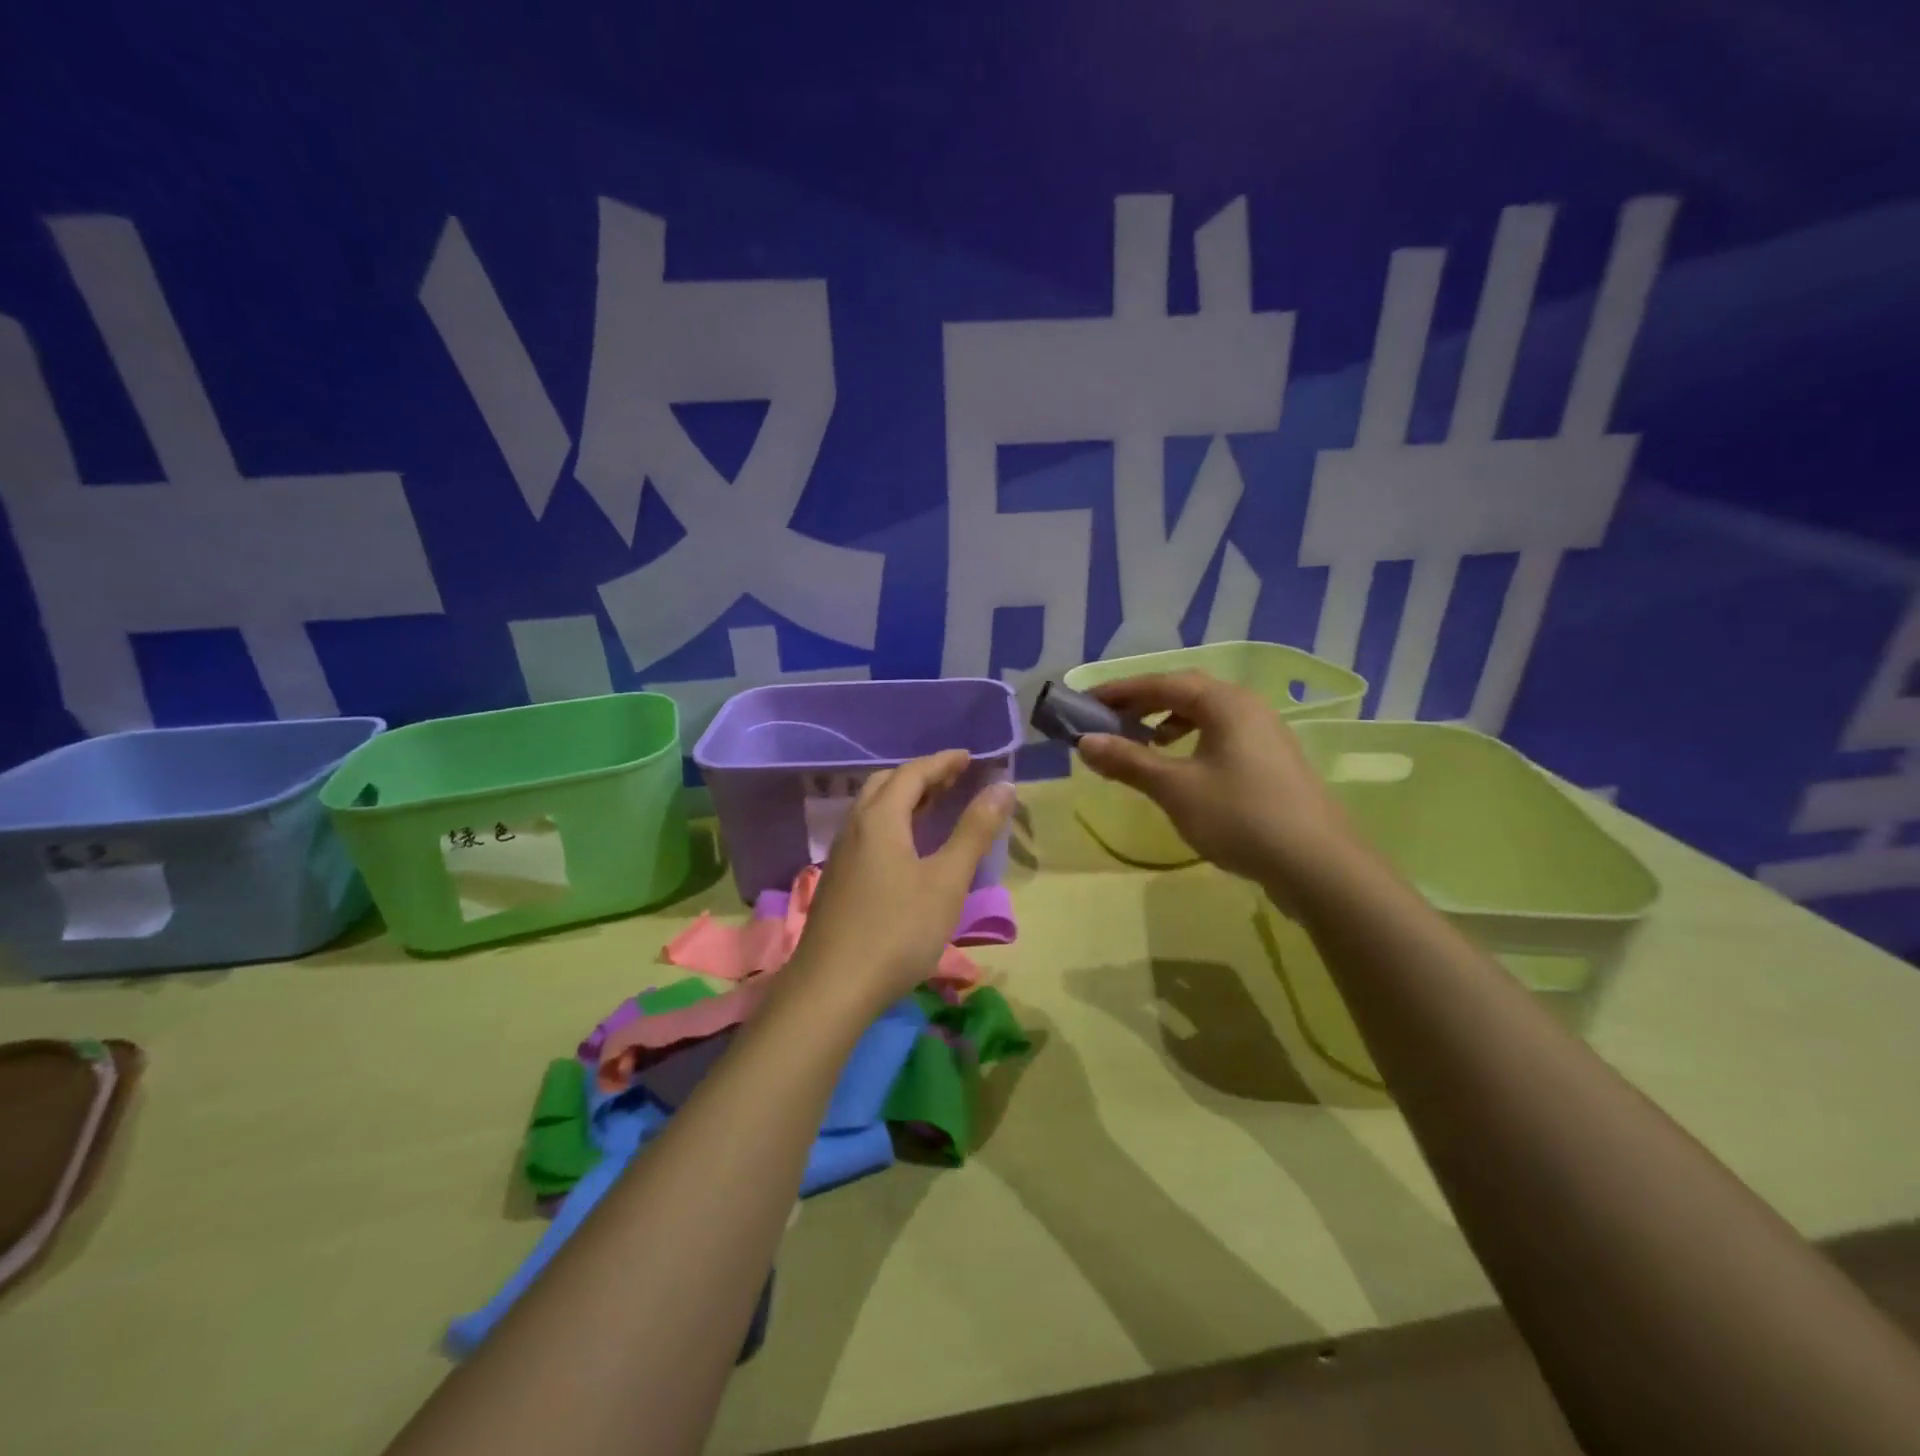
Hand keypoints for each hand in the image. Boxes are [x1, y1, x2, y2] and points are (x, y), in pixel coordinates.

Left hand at [793, 751, 1015, 1008]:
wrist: (833, 987)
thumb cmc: (898, 930)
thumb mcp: (946, 881)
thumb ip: (974, 831)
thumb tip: (1003, 786)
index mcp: (880, 819)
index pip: (913, 773)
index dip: (943, 762)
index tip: (969, 757)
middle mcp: (855, 827)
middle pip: (886, 784)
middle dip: (921, 775)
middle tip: (953, 778)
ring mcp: (841, 855)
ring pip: (872, 809)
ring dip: (904, 798)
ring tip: (934, 805)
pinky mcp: (837, 880)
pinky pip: (866, 832)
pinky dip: (892, 822)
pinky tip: (906, 847)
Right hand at [1076, 671, 1356, 891]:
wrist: (1318, 865)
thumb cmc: (1240, 816)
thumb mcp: (1175, 788)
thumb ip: (1128, 761)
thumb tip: (1085, 742)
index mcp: (1225, 702)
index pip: (1162, 682)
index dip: (1120, 690)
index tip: (1086, 703)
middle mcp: (1248, 708)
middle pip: (1186, 693)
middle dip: (1143, 704)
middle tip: (1109, 721)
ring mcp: (1266, 735)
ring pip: (1206, 716)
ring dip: (1168, 723)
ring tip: (1143, 744)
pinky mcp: (1273, 763)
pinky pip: (1222, 737)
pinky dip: (1192, 742)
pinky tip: (1183, 771)